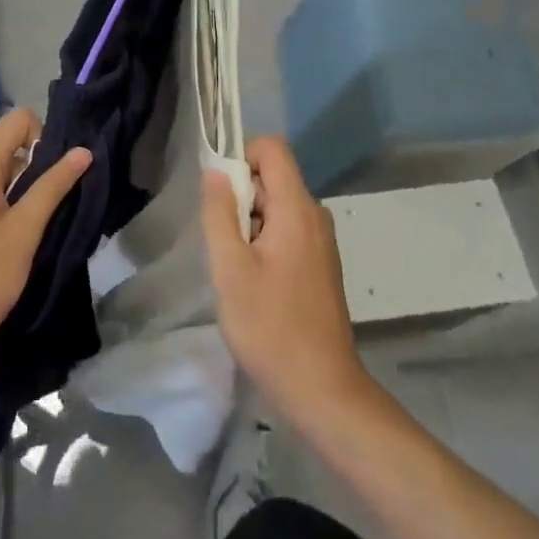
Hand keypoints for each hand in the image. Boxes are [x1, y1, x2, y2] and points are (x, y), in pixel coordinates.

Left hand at [0, 108, 89, 374]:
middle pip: (6, 143)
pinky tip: (0, 239)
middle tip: (45, 211)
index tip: (53, 179)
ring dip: (16, 188)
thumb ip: (52, 186)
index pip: (20, 119)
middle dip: (33, 168)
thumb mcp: (24, 232)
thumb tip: (82, 151)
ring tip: (25, 230)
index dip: (45, 138)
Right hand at [202, 136, 367, 419]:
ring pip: (278, 207)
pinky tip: (254, 283)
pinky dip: (265, 242)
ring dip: (250, 223)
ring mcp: (321, 242)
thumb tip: (216, 172)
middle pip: (273, 178)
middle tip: (223, 242)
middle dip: (241, 197)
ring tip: (236, 267)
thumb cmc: (270, 327)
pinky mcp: (321, 264)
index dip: (241, 157)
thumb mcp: (230, 269)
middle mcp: (315, 216)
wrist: (322, 389)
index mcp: (297, 209)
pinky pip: (288, 230)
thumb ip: (220, 214)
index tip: (220, 194)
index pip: (272, 149)